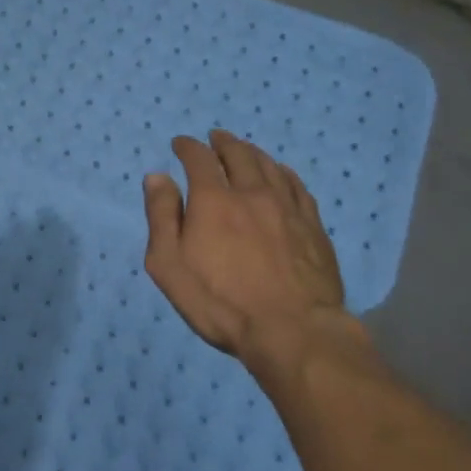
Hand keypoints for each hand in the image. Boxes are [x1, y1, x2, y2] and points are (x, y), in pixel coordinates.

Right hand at [142, 129, 350, 379]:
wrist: (293, 332)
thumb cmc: (220, 302)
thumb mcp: (169, 265)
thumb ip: (162, 217)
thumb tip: (157, 177)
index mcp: (213, 200)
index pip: (199, 159)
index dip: (188, 147)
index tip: (181, 143)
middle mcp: (251, 193)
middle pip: (238, 154)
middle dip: (223, 142)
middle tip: (215, 137)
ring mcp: (287, 209)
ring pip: (269, 166)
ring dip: (252, 152)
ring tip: (244, 149)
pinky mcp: (313, 228)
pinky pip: (297, 187)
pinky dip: (283, 173)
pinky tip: (281, 174)